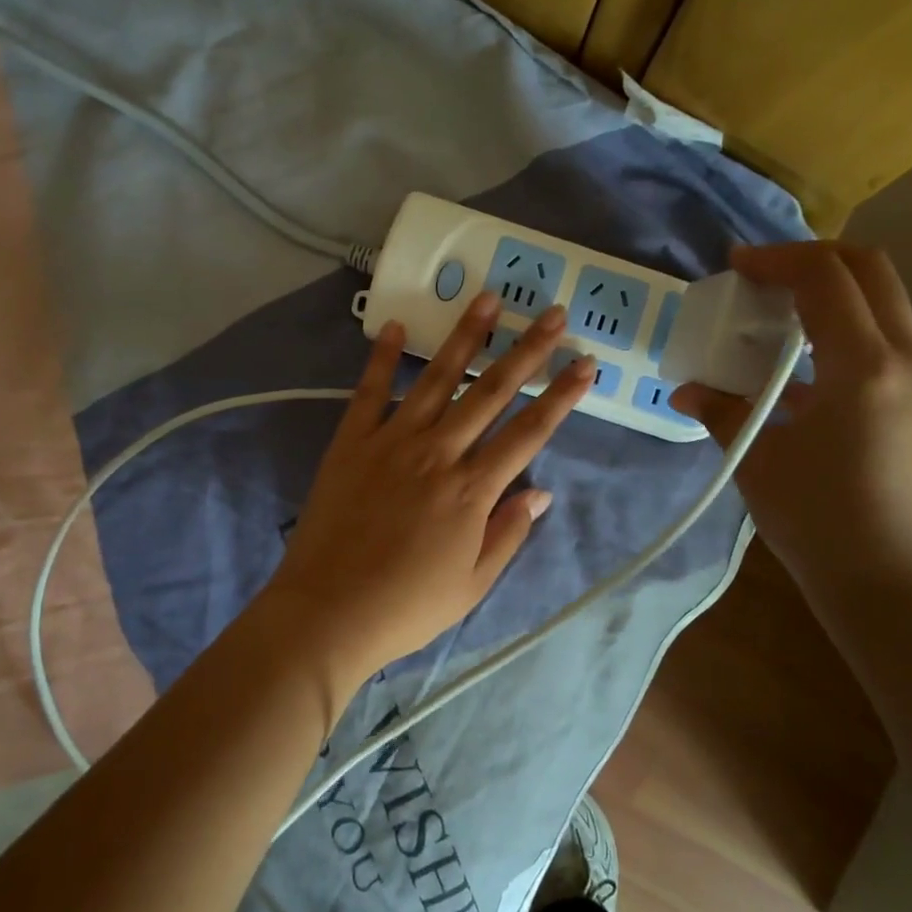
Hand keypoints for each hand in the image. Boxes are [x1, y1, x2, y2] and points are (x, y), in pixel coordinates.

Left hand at [259, 292, 592, 691]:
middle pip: (490, 392)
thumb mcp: (472, 583)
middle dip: (526, 351)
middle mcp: (438, 453)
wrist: (327, 612)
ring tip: (489, 299)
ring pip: (437, 379)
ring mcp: (392, 442)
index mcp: (472, 490)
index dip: (560, 396)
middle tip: (552, 314)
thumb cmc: (407, 607)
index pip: (529, 433)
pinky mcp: (350, 443)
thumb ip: (508, 532)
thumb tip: (541, 490)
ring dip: (465, 337)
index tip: (585, 363)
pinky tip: (394, 325)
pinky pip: (369, 392)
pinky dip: (381, 358)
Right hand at [669, 242, 911, 603]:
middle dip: (813, 259)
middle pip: (870, 271)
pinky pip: (886, 342)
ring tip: (776, 317)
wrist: (896, 589)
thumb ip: (723, 412)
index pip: (826, 278)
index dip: (777, 259)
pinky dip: (844, 332)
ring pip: (884, 304)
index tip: (735, 266)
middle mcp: (909, 360)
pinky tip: (801, 369)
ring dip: (831, 294)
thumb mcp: (760, 462)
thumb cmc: (821, 524)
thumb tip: (687, 390)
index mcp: (866, 367)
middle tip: (762, 276)